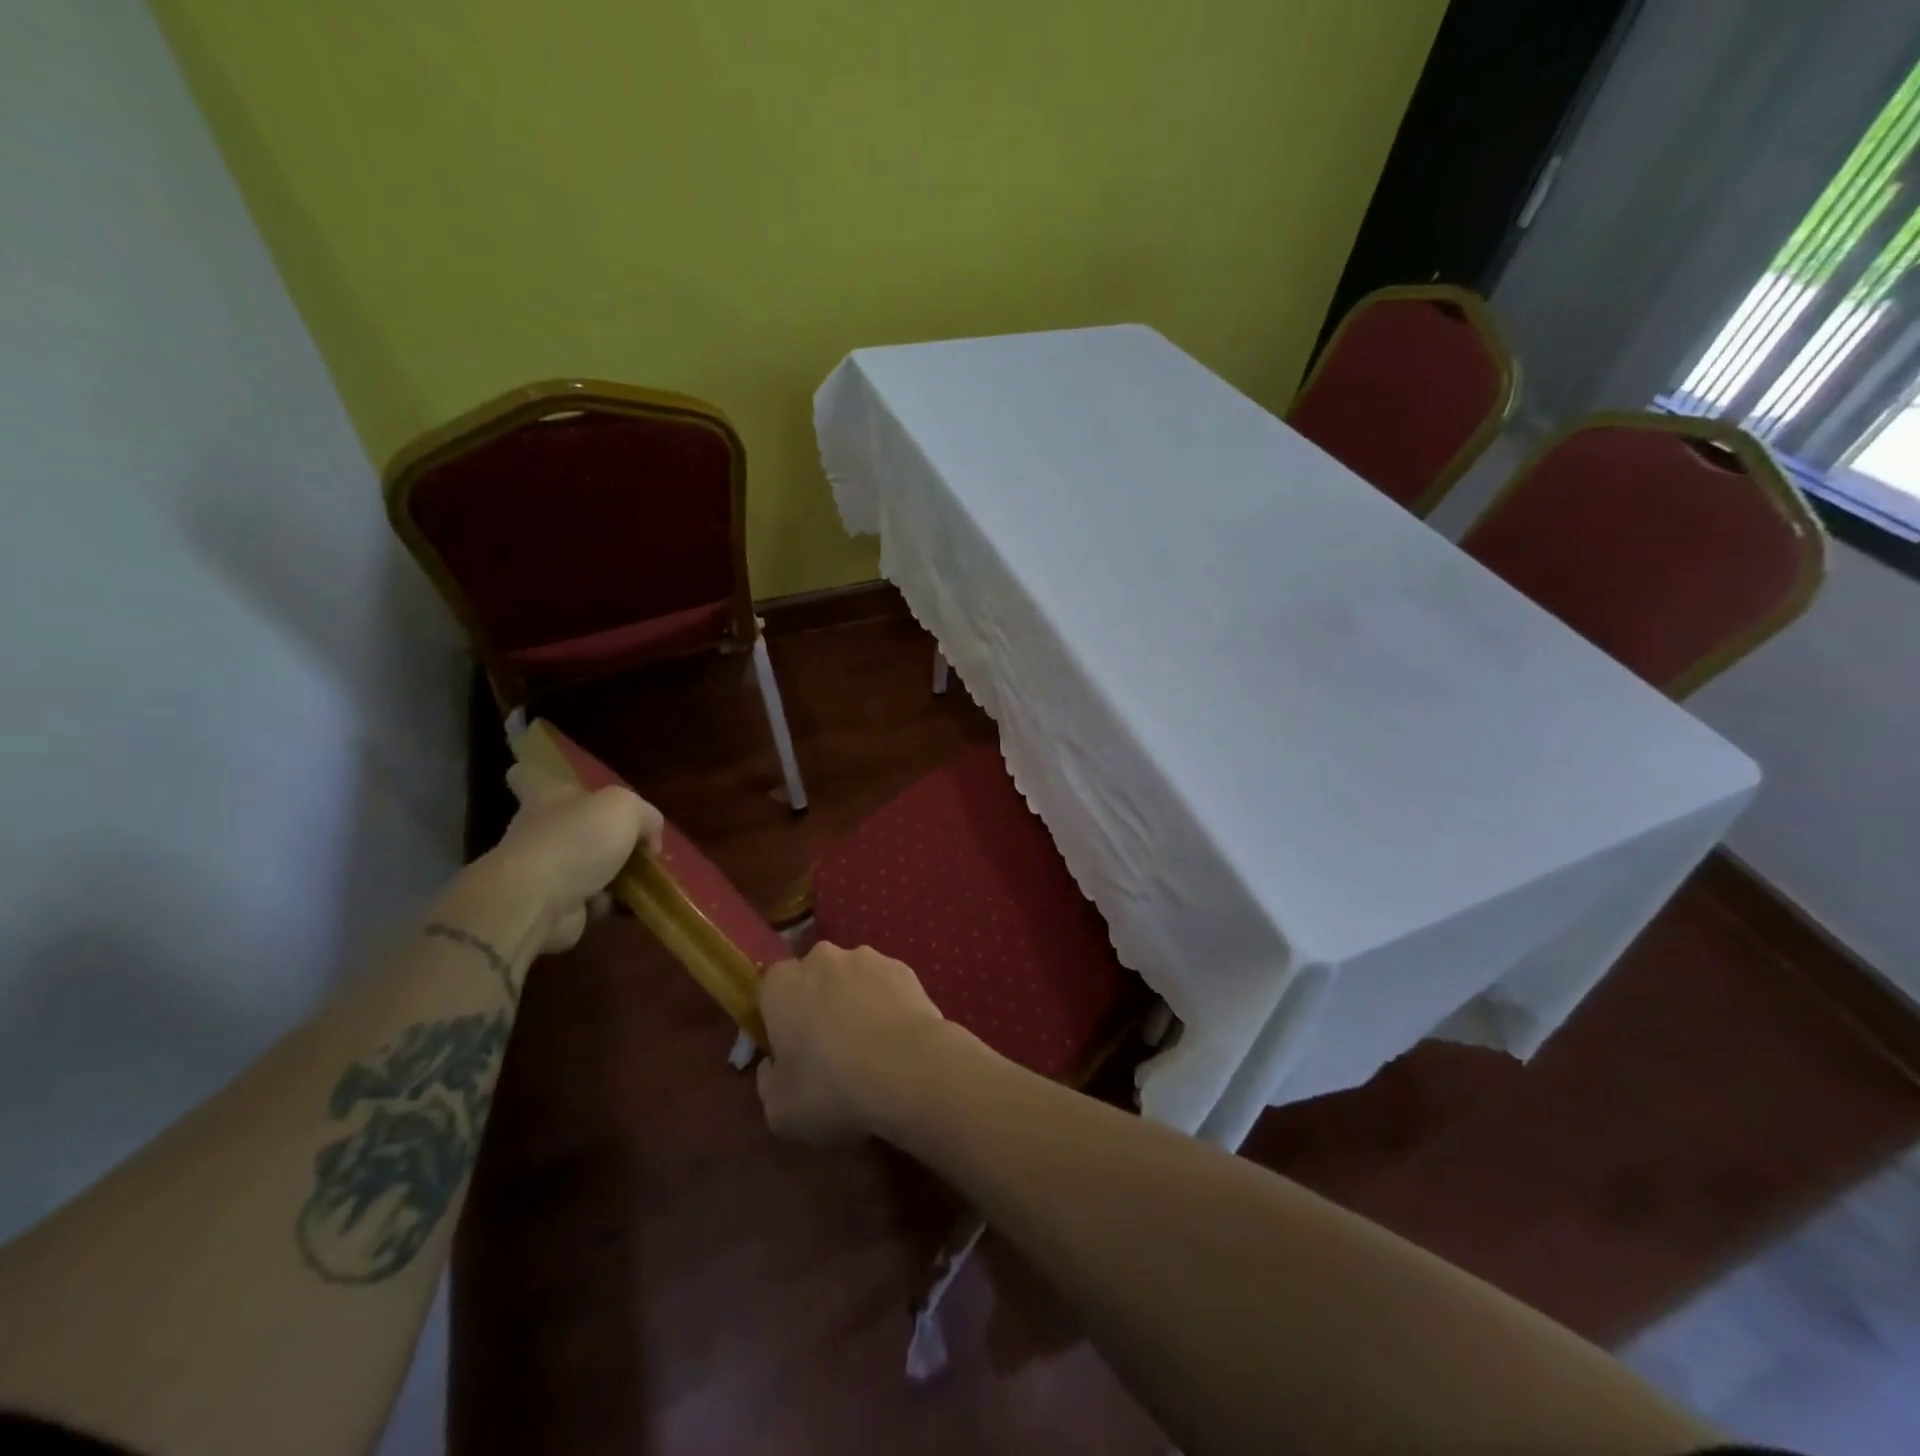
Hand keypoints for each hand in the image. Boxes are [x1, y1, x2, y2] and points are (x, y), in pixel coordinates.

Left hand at [491, 762, 663, 952]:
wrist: (540, 901)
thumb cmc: (577, 838)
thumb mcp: (627, 809)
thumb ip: (646, 817)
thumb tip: (649, 840)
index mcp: (547, 796)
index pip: (530, 776)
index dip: (540, 776)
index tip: (552, 783)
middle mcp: (539, 830)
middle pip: (568, 826)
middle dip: (599, 836)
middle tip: (636, 844)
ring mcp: (543, 871)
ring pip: (584, 867)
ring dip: (613, 875)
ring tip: (646, 879)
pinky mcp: (553, 905)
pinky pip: (590, 901)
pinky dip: (611, 905)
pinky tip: (633, 905)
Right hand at [755, 941, 949, 1143]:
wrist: (908, 1068)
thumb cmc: (831, 1087)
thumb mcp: (780, 1110)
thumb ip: (768, 1082)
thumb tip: (774, 1066)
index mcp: (782, 985)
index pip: (771, 991)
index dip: (780, 1020)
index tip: (792, 1051)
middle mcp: (822, 959)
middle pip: (814, 980)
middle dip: (820, 1005)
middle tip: (831, 1049)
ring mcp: (867, 958)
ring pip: (853, 980)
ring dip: (856, 1003)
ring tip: (872, 1048)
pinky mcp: (904, 967)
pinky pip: (887, 986)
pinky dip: (889, 1006)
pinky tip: (899, 1040)